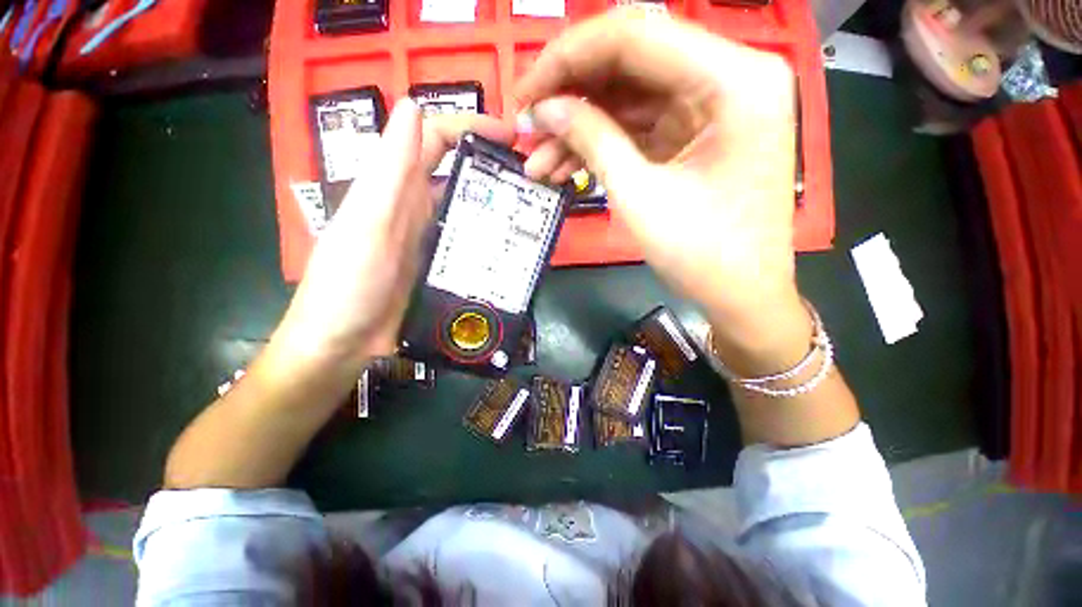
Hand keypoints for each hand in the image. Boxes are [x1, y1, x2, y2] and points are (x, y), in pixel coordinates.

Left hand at [274, 99, 513, 368]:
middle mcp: (417, 209)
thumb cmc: (349, 284)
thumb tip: (413, 105)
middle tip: (534, 179)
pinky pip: (473, 246)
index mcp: (397, 189)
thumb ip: (391, 171)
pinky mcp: (442, 267)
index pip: (436, 138)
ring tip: (533, 213)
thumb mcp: (369, 223)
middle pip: (461, 174)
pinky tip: (515, 250)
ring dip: (499, 207)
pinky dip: (493, 242)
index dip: (471, 127)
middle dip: (495, 168)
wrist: (344, 344)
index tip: (510, 137)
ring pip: (470, 211)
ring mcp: (432, 240)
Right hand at [515, 10, 806, 364]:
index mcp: (734, 79)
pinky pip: (638, 126)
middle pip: (630, 61)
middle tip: (528, 125)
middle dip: (570, 94)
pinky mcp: (695, 134)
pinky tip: (565, 167)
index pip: (634, 36)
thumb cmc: (703, 255)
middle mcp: (730, 75)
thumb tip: (544, 109)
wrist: (741, 295)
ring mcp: (713, 105)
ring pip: (628, 97)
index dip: (568, 58)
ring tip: (539, 161)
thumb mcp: (640, 196)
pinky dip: (600, 144)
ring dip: (579, 127)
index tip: (524, 92)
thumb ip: (592, 140)